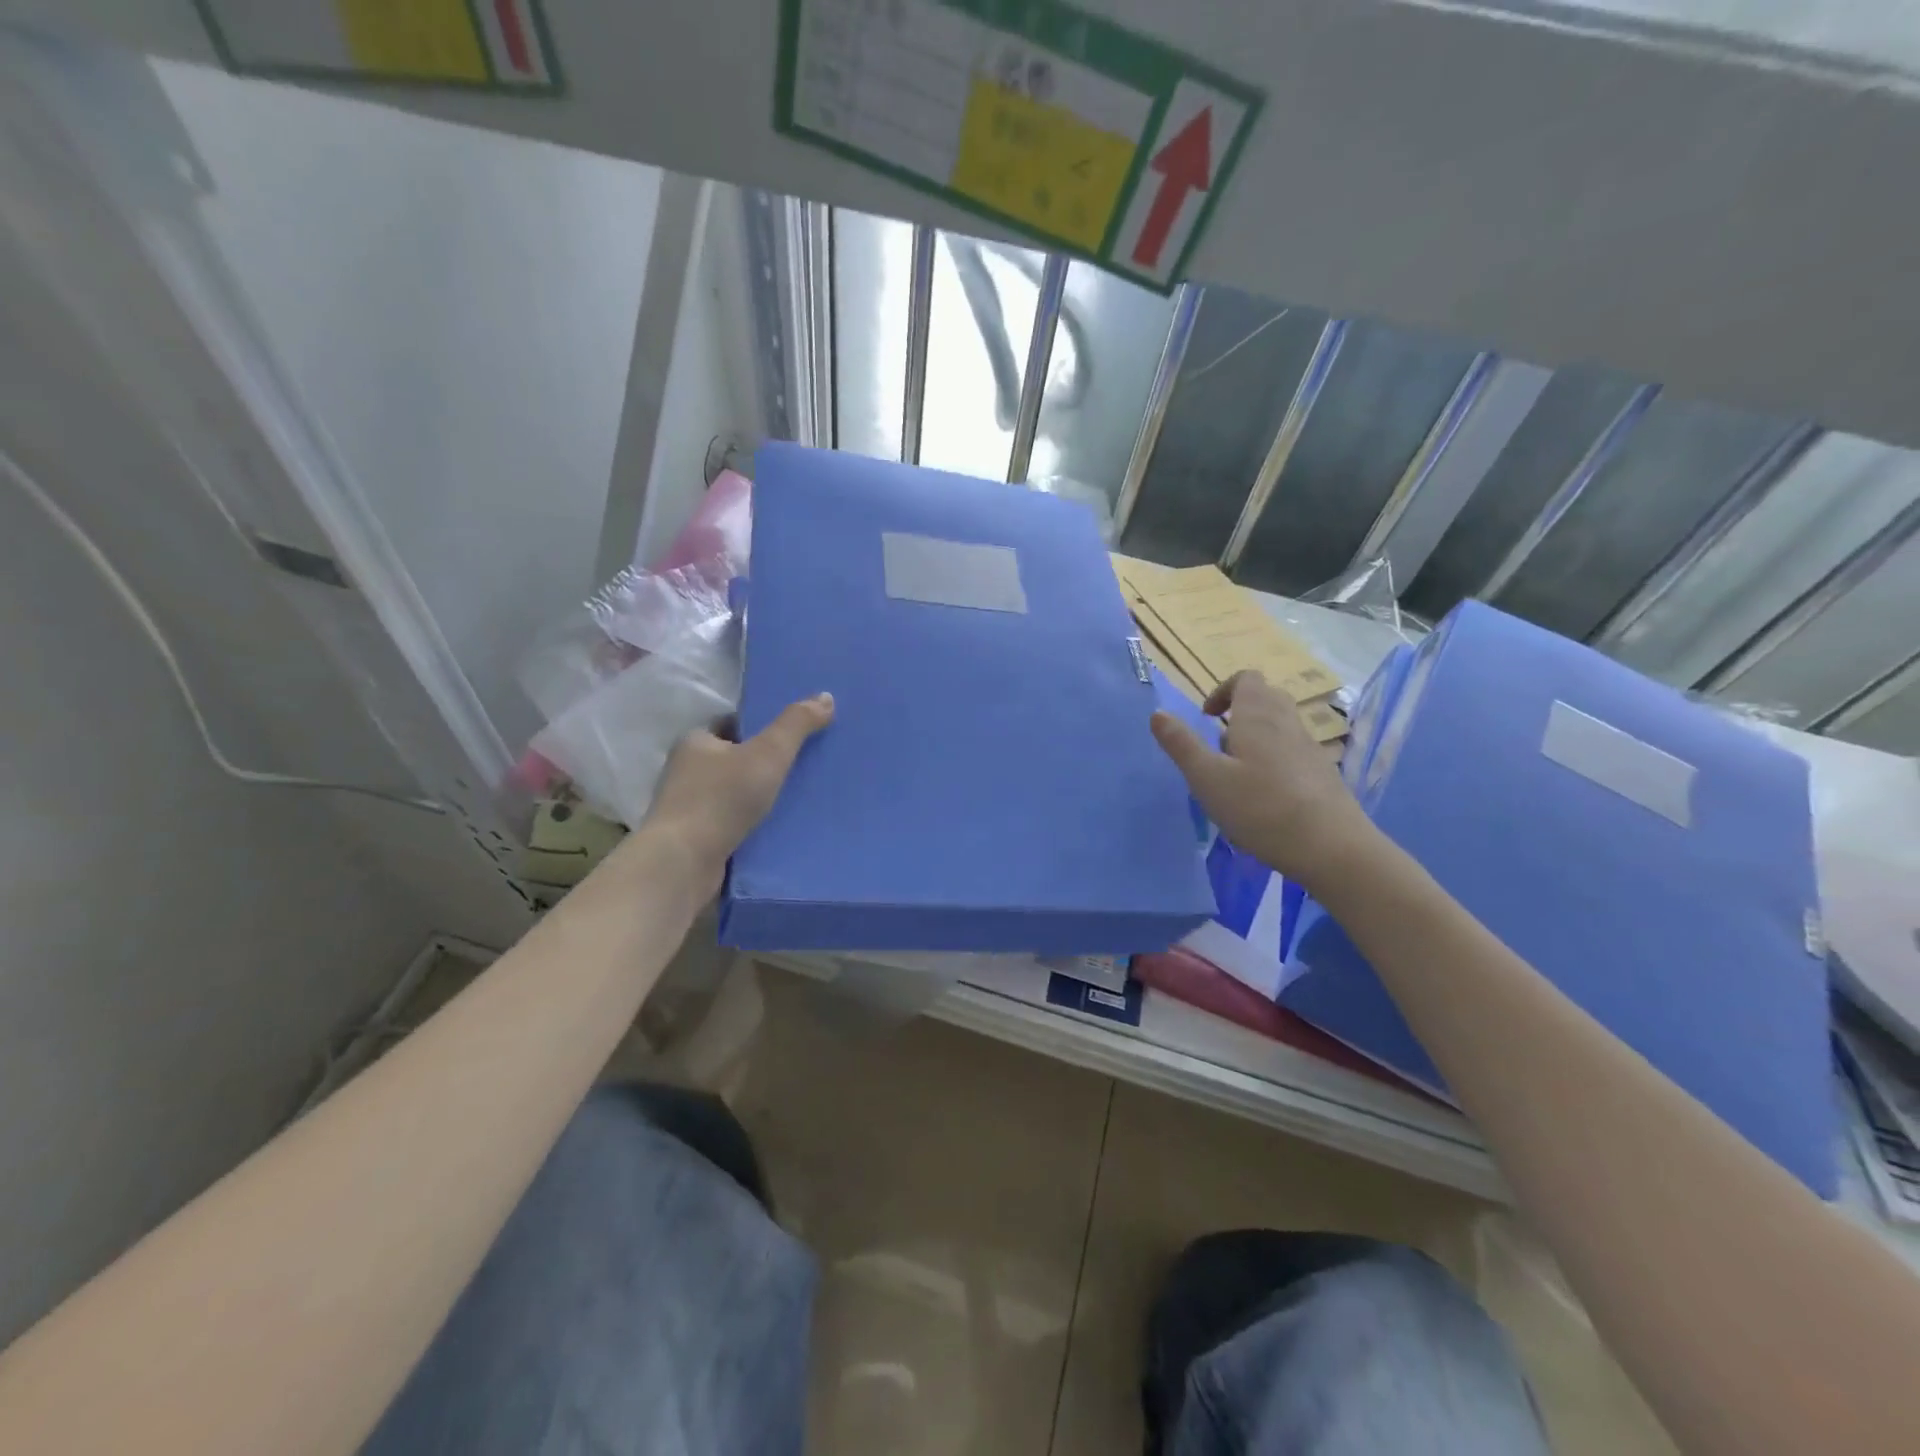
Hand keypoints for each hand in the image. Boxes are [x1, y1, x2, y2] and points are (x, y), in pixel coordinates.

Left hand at [644, 693, 835, 881]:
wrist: (683, 864)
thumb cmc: (721, 799)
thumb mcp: (768, 753)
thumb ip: (796, 724)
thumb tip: (826, 697)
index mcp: (696, 742)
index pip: (733, 724)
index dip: (763, 726)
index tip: (796, 733)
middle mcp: (687, 771)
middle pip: (736, 759)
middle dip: (767, 763)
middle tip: (807, 765)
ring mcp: (690, 808)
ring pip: (736, 794)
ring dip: (763, 797)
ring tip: (803, 798)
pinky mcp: (697, 839)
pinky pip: (734, 823)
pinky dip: (755, 824)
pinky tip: (782, 828)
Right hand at [1150, 671, 1377, 887]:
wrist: (1332, 847)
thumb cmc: (1260, 808)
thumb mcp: (1207, 778)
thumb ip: (1181, 744)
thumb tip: (1158, 714)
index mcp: (1258, 716)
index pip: (1246, 678)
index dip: (1223, 691)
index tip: (1207, 718)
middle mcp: (1287, 723)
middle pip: (1266, 698)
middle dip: (1239, 712)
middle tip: (1218, 745)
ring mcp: (1310, 748)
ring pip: (1280, 726)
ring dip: (1255, 738)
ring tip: (1236, 775)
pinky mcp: (1323, 774)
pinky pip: (1293, 752)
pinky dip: (1273, 760)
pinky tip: (1264, 798)